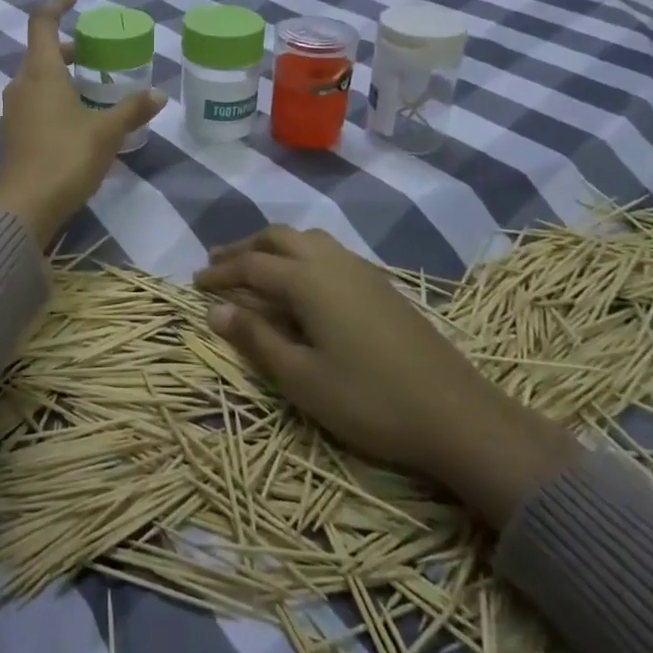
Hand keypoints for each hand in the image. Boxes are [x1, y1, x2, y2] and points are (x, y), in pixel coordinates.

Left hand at [0, 0, 164, 247]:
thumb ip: (132, 110)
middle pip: (41, 52)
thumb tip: (158, 94)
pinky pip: (35, 101)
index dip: (57, 4)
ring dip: (63, 74)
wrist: (24, 208)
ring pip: (38, 78)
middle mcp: (21, 84)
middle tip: (99, 53)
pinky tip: (78, 118)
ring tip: (94, 86)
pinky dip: (55, 97)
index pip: (42, 23)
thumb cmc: (65, 159)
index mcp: (41, 73)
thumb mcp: (106, 133)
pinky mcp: (13, 132)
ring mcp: (13, 109)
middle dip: (70, 47)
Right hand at [195, 226, 576, 528]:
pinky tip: (301, 282)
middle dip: (244, 248)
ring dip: (273, 247)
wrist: (457, 414)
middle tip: (218, 264)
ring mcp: (360, 270)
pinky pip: (328, 251)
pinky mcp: (380, 284)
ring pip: (306, 239)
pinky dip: (300, 254)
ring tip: (255, 267)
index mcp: (308, 280)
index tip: (195, 283)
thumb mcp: (302, 378)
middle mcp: (331, 262)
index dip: (220, 273)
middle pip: (277, 238)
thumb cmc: (369, 400)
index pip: (250, 266)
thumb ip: (256, 339)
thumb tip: (215, 310)